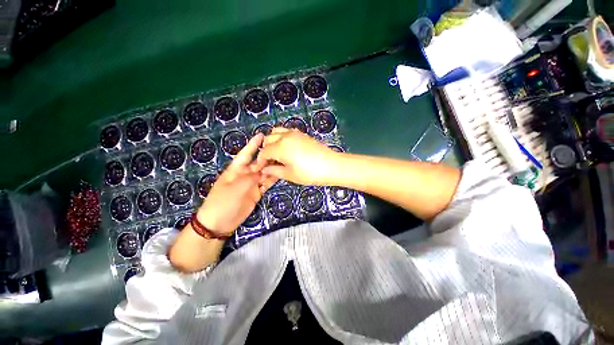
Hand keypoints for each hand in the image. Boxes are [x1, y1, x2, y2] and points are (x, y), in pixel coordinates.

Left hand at [197, 133, 276, 235]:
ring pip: (264, 173)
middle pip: (258, 162)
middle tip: (281, 149)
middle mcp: (245, 174)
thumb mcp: (236, 187)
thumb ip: (252, 177)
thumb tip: (264, 170)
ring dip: (273, 167)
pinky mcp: (257, 193)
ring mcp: (252, 184)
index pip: (246, 153)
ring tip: (285, 160)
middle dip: (268, 155)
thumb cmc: (223, 202)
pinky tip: (282, 174)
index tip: (262, 135)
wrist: (219, 222)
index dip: (253, 144)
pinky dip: (273, 179)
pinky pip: (266, 183)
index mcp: (236, 169)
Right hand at [255, 127, 340, 185]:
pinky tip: (286, 149)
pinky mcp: (302, 134)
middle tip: (269, 163)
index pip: (264, 152)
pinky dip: (281, 137)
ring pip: (276, 132)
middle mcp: (285, 136)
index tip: (261, 169)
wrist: (332, 166)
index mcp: (280, 147)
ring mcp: (294, 133)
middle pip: (268, 139)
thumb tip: (264, 170)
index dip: (260, 161)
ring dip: (272, 141)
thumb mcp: (290, 175)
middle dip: (265, 150)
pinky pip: (286, 131)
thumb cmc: (310, 173)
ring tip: (277, 154)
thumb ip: (274, 171)